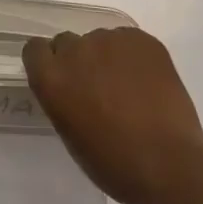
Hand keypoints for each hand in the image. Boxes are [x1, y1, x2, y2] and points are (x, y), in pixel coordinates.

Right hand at [23, 27, 202, 203]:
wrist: (168, 164)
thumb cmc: (113, 162)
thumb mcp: (71, 134)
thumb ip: (62, 99)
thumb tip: (73, 88)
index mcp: (52, 78)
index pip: (35, 49)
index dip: (48, 62)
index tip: (62, 79)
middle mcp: (76, 50)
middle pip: (68, 42)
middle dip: (79, 60)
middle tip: (98, 87)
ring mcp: (110, 40)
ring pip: (101, 41)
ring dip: (108, 58)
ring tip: (130, 88)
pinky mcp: (141, 39)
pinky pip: (129, 41)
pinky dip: (134, 57)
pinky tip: (148, 82)